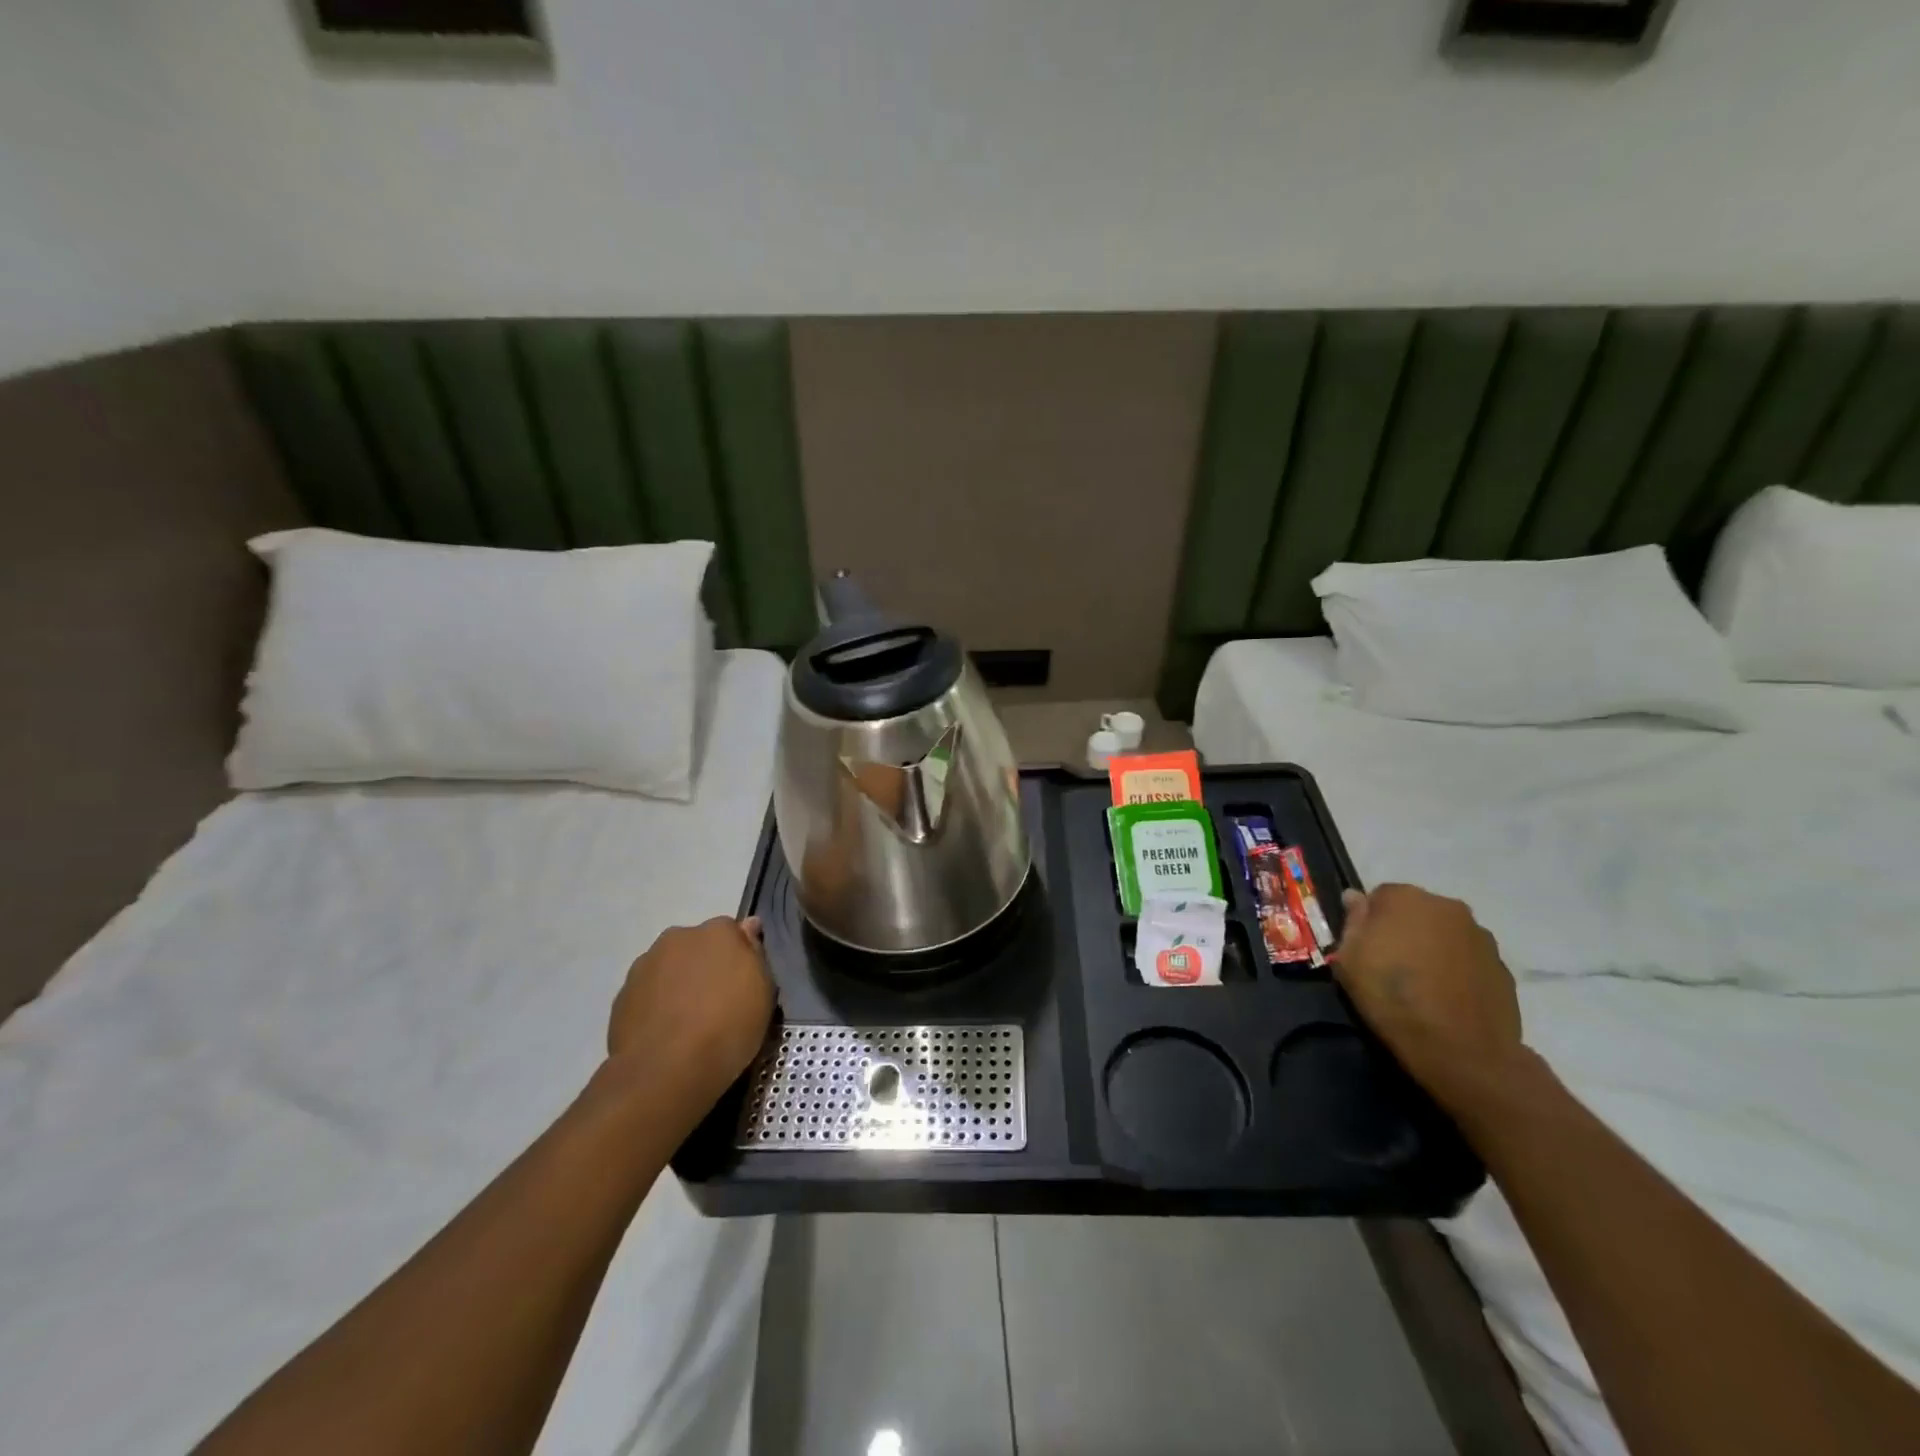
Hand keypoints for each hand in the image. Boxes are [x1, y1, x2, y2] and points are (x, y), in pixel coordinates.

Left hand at [606, 917, 774, 1114]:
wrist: (665, 1071)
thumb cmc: (727, 1027)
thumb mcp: (763, 993)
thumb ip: (754, 954)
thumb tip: (748, 927)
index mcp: (718, 931)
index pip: (733, 932)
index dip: (739, 957)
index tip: (744, 983)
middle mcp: (679, 937)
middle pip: (698, 946)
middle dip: (706, 966)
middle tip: (717, 1003)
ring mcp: (645, 965)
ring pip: (670, 968)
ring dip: (679, 984)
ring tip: (688, 1024)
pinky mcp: (621, 995)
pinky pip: (648, 994)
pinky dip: (657, 1006)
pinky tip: (666, 1035)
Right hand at [1335, 884, 1523, 1104]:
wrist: (1463, 1050)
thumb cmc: (1392, 997)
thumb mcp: (1349, 959)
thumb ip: (1353, 921)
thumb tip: (1355, 897)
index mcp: (1405, 898)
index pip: (1379, 896)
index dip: (1370, 922)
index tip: (1366, 948)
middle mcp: (1447, 906)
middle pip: (1416, 911)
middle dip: (1404, 930)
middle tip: (1391, 964)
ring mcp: (1480, 936)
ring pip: (1445, 933)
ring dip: (1433, 947)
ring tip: (1423, 984)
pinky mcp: (1502, 966)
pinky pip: (1469, 958)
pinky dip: (1457, 969)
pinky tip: (1447, 997)